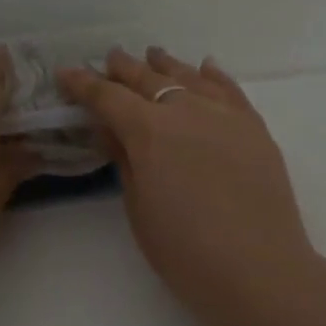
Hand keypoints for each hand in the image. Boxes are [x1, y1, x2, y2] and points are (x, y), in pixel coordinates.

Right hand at [59, 48, 324, 325]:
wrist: (259, 269)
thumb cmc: (186, 251)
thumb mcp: (139, 209)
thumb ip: (125, 162)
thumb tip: (112, 131)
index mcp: (149, 131)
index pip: (108, 97)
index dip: (84, 84)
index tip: (66, 73)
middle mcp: (186, 110)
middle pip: (148, 79)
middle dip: (124, 69)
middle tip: (109, 60)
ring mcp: (225, 114)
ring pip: (189, 77)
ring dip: (166, 65)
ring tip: (153, 56)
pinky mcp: (254, 127)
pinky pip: (229, 89)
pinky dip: (212, 75)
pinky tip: (205, 68)